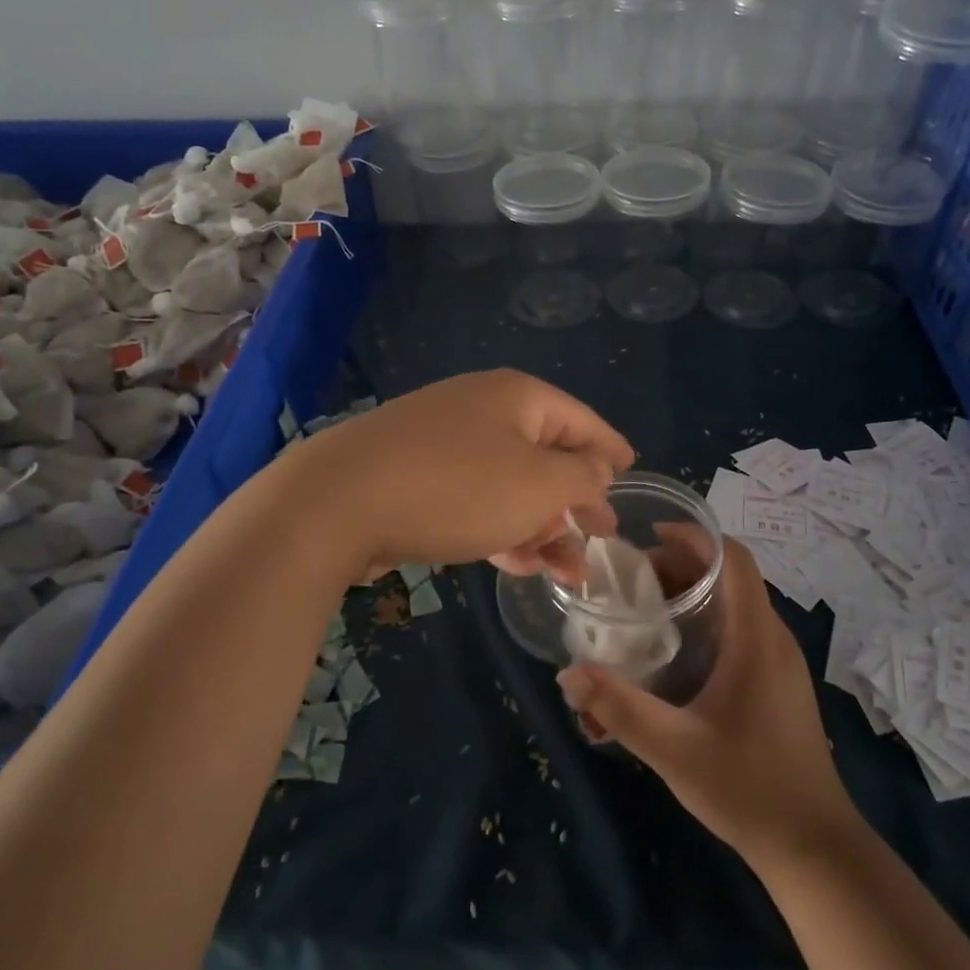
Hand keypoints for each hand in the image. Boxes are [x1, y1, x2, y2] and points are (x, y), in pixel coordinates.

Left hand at [293, 370, 632, 583]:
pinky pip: (475, 499)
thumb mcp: (539, 484)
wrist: (337, 503)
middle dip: (576, 501)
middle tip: (601, 537)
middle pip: (546, 454)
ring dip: (541, 526)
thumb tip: (596, 467)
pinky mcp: (415, 476)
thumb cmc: (457, 488)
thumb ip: (581, 476)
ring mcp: (444, 442)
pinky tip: (516, 563)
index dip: (610, 449)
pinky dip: (501, 527)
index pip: (582, 420)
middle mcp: (482, 410)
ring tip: (566, 572)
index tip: (631, 474)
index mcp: (518, 398)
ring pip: (510, 484)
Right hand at [556, 538, 857, 867]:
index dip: (695, 537)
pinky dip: (706, 619)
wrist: (814, 847)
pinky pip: (741, 629)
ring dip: (694, 593)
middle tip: (632, 578)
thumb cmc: (748, 788)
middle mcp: (773, 638)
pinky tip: (675, 650)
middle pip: (730, 576)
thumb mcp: (674, 749)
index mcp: (756, 638)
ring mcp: (779, 662)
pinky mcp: (777, 683)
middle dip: (682, 565)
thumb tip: (568, 674)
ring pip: (735, 603)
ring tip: (646, 606)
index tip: (650, 536)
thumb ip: (619, 709)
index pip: (734, 559)